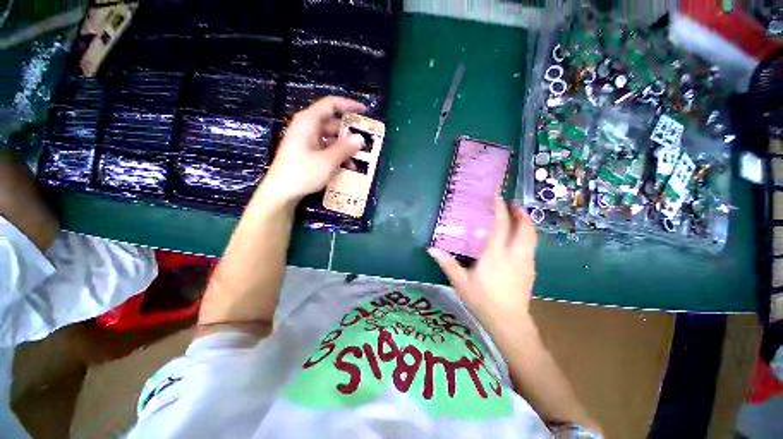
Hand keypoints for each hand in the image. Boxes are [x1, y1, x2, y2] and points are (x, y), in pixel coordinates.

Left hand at [260, 96, 365, 203]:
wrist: (281, 193)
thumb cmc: (302, 172)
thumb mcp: (327, 160)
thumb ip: (345, 148)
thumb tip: (361, 138)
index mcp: (309, 121)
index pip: (331, 104)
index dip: (349, 105)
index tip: (365, 112)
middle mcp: (307, 128)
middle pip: (333, 123)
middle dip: (350, 133)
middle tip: (366, 142)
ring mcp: (307, 141)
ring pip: (331, 138)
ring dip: (346, 148)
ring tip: (360, 159)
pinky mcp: (307, 153)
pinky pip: (326, 149)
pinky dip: (338, 156)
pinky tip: (348, 167)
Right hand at [428, 197, 536, 329]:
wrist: (509, 322)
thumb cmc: (482, 300)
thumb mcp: (460, 282)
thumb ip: (447, 263)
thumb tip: (431, 249)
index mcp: (496, 254)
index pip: (501, 225)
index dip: (500, 208)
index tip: (498, 195)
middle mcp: (515, 254)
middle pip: (524, 228)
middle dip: (520, 213)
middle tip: (512, 203)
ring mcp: (526, 262)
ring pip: (532, 236)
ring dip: (526, 223)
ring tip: (518, 215)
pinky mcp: (530, 270)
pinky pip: (531, 246)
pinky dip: (527, 235)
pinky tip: (518, 238)